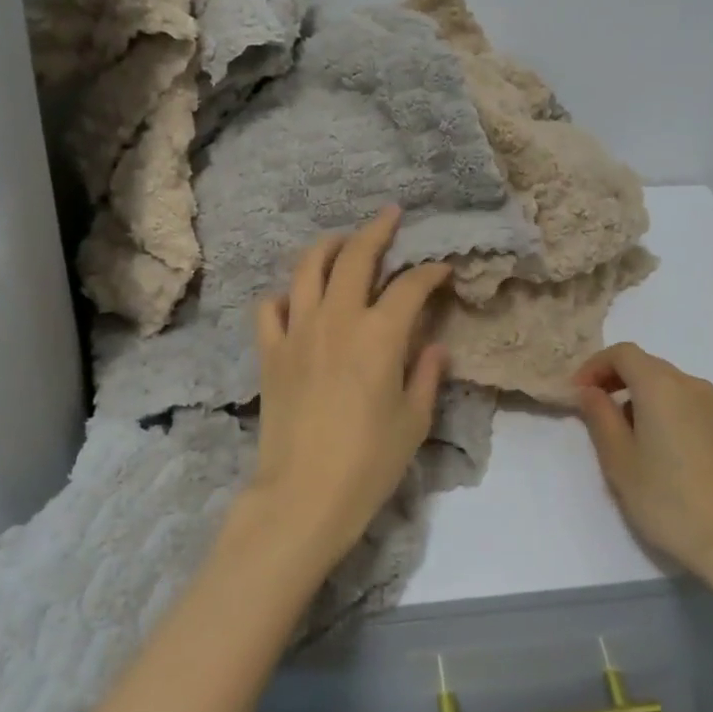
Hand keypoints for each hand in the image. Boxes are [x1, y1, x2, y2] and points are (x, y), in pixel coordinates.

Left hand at [230, 207, 449, 576]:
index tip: (442, 270)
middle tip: (390, 216)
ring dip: (328, 246)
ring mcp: (296, 332)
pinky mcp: (269, 353)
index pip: (409, 286)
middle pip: (355, 257)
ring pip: (307, 269)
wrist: (303, 496)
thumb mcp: (414, 421)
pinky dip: (285, 295)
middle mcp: (337, 320)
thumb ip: (426, 375)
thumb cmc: (369, 462)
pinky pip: (270, 308)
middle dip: (377, 230)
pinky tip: (297, 299)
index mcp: (379, 335)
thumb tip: (434, 346)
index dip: (430, 272)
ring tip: (342, 241)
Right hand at [573, 343, 712, 597]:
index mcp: (661, 386)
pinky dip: (659, 409)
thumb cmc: (666, 500)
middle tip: (590, 412)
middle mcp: (690, 386)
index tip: (576, 394)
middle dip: (613, 380)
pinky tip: (652, 448)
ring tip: (619, 436)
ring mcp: (712, 407)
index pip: (622, 353)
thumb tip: (590, 392)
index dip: (594, 366)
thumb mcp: (619, 460)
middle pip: (645, 365)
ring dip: (636, 396)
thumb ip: (599, 417)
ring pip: (664, 384)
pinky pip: (682, 403)